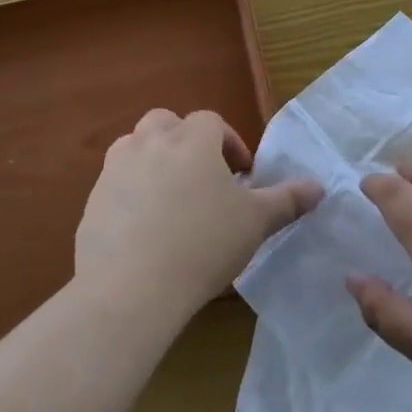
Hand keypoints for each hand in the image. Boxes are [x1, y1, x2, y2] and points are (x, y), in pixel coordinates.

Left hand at [75, 108, 322, 322]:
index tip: (241, 175)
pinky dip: (130, 194)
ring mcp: (114, 171)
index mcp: (191, 140)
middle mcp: (149, 143)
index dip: (229, 143)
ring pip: (134, 148)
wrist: (132, 289)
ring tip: (172, 198)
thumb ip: (287, 200)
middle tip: (202, 176)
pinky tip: (144, 230)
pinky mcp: (92, 203)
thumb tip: (319, 187)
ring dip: (153, 160)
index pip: (212, 122)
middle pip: (166, 123)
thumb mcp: (255, 222)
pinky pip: (114, 186)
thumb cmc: (204, 244)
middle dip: (185, 141)